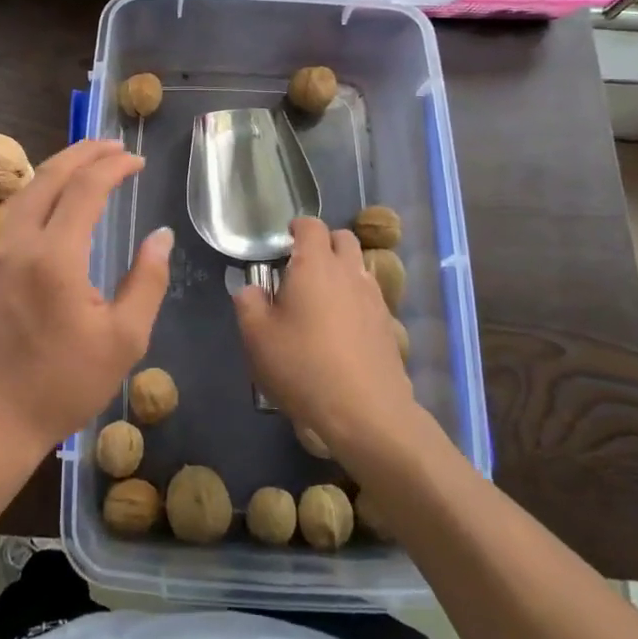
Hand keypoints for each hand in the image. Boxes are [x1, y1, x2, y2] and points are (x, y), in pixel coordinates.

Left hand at [0, 139, 171, 463]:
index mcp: (54, 257)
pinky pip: (15, 212)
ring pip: (27, 190)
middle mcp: (19, 242)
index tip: (137, 161)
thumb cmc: (62, 385)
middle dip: (83, 153)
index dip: (113, 167)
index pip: (85, 189)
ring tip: (88, 161)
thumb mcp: (123, 340)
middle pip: (49, 176)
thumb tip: (161, 236)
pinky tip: (56, 200)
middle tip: (113, 146)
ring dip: (59, 168)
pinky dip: (41, 191)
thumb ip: (147, 281)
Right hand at [234, 218, 419, 458]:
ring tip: (321, 300)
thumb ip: (249, 304)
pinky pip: (370, 297)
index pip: (311, 225)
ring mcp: (374, 298)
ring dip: (341, 272)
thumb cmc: (304, 367)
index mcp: (316, 265)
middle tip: (302, 268)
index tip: (284, 241)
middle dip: (324, 244)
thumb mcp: (257, 337)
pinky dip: (355, 300)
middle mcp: (349, 272)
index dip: (297, 227)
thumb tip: (250, 289)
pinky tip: (341, 330)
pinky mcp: (388, 326)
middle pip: (343, 238)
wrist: (366, 413)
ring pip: (359, 267)